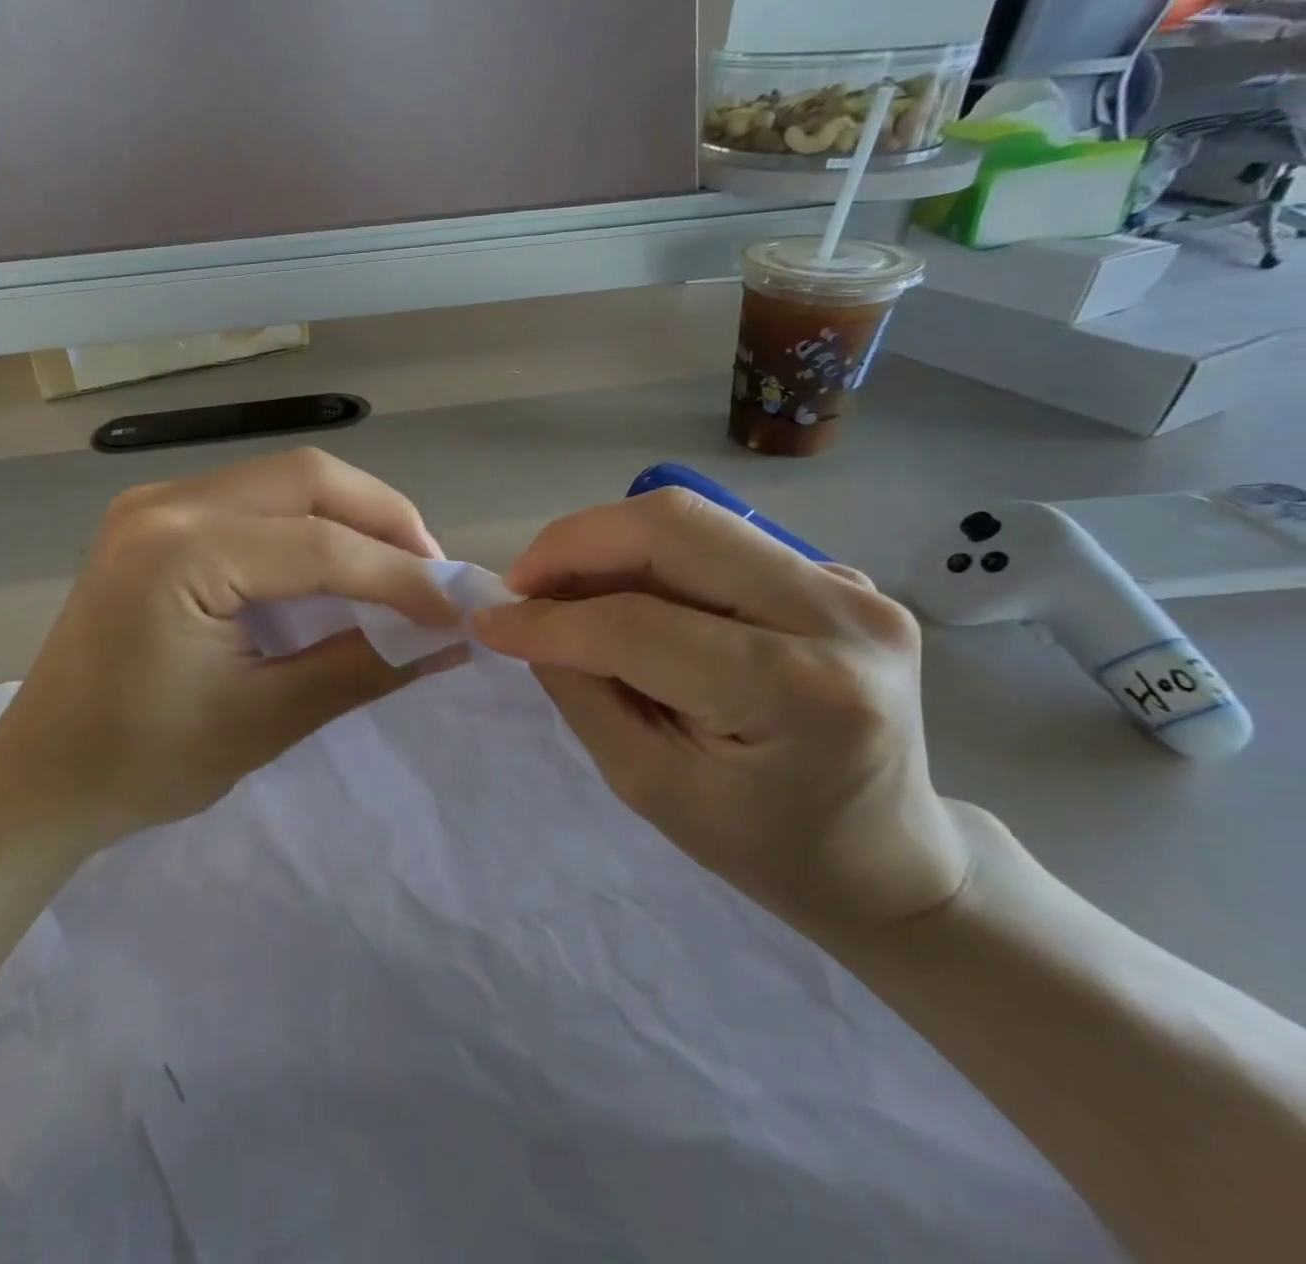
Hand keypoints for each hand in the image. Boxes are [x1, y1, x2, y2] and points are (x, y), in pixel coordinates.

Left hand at [0, 449, 460, 845]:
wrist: (42, 775)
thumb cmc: (143, 763)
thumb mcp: (265, 720)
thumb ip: (363, 667)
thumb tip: (450, 641)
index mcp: (181, 552)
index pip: (320, 546)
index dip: (401, 576)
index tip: (456, 610)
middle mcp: (165, 503)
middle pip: (308, 479)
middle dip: (384, 521)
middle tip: (431, 575)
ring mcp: (154, 502)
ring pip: (284, 480)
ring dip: (350, 517)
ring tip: (397, 570)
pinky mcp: (155, 518)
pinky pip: (253, 500)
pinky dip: (307, 525)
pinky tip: (335, 565)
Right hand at [472, 489, 969, 933]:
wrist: (887, 856)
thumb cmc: (764, 844)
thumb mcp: (650, 785)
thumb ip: (581, 692)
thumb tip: (522, 619)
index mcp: (799, 692)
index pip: (639, 624)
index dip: (548, 618)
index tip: (488, 620)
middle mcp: (839, 614)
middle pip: (673, 526)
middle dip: (573, 544)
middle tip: (523, 585)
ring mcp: (851, 584)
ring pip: (691, 520)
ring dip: (606, 545)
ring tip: (563, 593)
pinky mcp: (840, 575)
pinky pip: (717, 542)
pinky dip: (649, 559)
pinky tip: (628, 600)